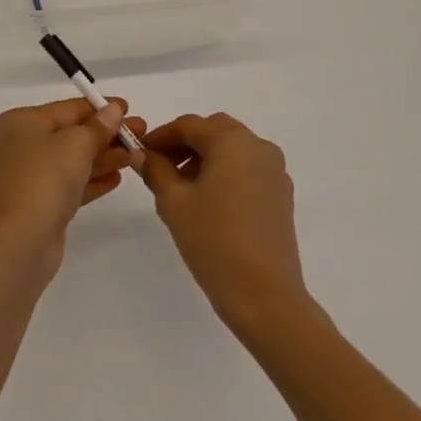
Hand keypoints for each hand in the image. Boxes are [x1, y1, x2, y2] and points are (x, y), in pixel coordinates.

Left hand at [0, 98, 144, 258]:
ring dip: (105, 157)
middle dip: (107, 134)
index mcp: (21, 122)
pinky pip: (70, 185)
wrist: (20, 241)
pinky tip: (117, 179)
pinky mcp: (39, 205)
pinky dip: (92, 180)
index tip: (128, 108)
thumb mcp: (76, 144)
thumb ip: (98, 126)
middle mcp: (21, 146)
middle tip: (141, 133)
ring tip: (138, 157)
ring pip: (73, 161)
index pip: (67, 108)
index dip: (100, 107)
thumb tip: (113, 110)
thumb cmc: (45, 178)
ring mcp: (29, 177)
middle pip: (71, 134)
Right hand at [140, 113, 308, 338]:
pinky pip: (248, 170)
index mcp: (232, 141)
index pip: (189, 125)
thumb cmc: (214, 241)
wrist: (264, 294)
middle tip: (160, 167)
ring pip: (233, 150)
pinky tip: (209, 203)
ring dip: (206, 158)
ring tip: (181, 189)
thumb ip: (156, 171)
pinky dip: (226, 173)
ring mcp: (275, 171)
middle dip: (185, 144)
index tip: (139, 151)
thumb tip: (142, 154)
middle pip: (215, 131)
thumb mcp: (174, 204)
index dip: (161, 136)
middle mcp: (258, 146)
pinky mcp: (281, 195)